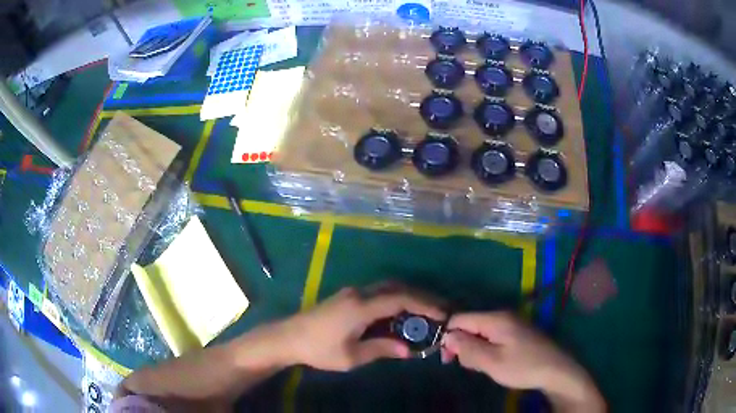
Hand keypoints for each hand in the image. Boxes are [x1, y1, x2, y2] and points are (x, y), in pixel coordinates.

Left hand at [282, 284, 445, 371]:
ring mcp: (352, 292)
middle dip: (420, 297)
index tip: (442, 314)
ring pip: (387, 288)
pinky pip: (378, 293)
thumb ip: (381, 349)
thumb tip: (407, 350)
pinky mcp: (347, 297)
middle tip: (439, 310)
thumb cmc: (319, 349)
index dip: (424, 305)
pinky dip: (394, 300)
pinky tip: (400, 314)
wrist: (288, 337)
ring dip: (408, 297)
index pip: (400, 299)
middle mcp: (359, 293)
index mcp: (361, 306)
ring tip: (425, 312)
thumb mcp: (351, 356)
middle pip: (396, 288)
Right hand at [441, 312, 604, 411]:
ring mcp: (511, 324)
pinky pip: (492, 338)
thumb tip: (447, 337)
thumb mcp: (492, 362)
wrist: (555, 370)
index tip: (448, 358)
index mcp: (495, 319)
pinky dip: (487, 350)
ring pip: (480, 334)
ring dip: (475, 350)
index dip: (448, 336)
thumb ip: (468, 348)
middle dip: (463, 346)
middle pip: (470, 326)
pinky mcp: (516, 333)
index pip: (460, 318)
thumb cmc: (523, 366)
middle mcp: (502, 316)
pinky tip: (493, 363)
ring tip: (484, 367)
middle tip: (470, 366)